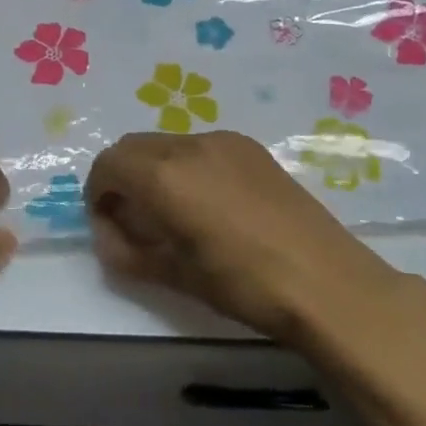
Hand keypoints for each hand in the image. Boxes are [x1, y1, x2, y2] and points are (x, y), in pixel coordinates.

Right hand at [84, 131, 404, 340]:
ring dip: (154, 169)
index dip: (98, 194)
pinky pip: (200, 147)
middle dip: (122, 177)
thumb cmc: (242, 284)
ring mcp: (224, 141)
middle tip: (134, 219)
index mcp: (164, 174)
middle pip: (133, 146)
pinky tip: (210, 203)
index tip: (109, 225)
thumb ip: (126, 251)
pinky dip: (185, 166)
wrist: (327, 282)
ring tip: (174, 212)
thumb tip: (108, 234)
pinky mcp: (252, 148)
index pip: (107, 164)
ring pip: (167, 143)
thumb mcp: (173, 274)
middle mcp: (189, 144)